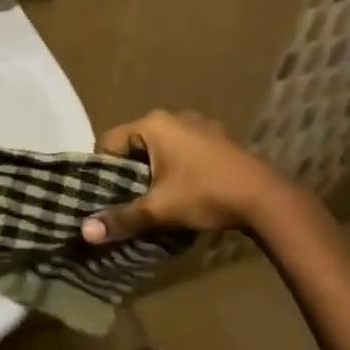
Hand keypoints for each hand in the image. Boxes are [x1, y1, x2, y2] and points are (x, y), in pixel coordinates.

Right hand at [81, 109, 292, 243]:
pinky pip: (185, 150)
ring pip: (162, 147)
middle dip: (131, 171)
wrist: (266, 199)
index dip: (103, 170)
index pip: (110, 141)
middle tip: (131, 201)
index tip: (108, 196)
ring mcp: (200, 125)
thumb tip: (84, 233)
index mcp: (153, 124)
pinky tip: (188, 192)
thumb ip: (122, 218)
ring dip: (156, 170)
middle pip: (136, 143)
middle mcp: (174, 116)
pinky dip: (179, 167)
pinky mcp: (219, 139)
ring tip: (158, 200)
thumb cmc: (205, 194)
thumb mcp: (160, 210)